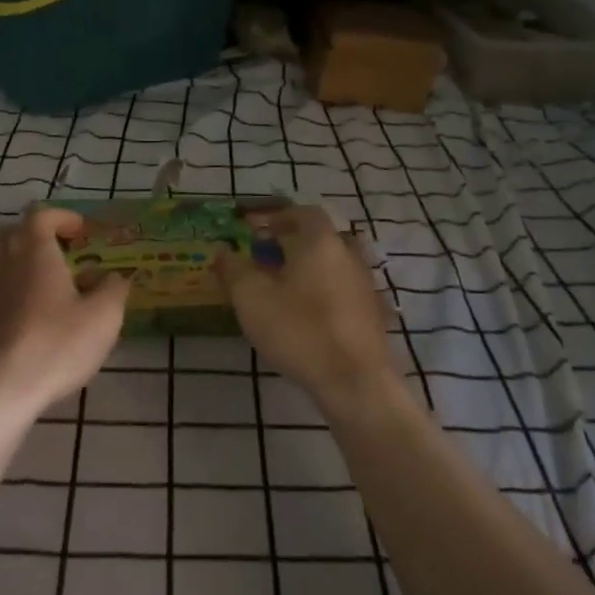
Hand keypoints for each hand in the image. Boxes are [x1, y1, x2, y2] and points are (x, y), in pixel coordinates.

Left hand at [0, 205, 129, 418]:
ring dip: (8, 280)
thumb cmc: (56, 347)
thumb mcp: (104, 318)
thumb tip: (114, 277)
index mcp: (35, 258)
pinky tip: (7, 339)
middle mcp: (1, 270)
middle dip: (21, 237)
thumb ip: (113, 290)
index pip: (39, 216)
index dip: (60, 217)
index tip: (78, 232)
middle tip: (45, 257)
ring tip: (31, 307)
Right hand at [214, 205, 397, 410]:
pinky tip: (307, 316)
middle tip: (265, 260)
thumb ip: (234, 269)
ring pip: (332, 265)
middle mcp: (348, 255)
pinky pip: (343, 291)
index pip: (303, 213)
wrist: (354, 380)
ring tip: (282, 290)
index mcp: (321, 242)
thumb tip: (222, 250)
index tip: (257, 231)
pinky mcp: (372, 313)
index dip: (278, 217)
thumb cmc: (298, 329)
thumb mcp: (252, 298)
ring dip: (308, 270)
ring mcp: (365, 285)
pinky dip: (323, 293)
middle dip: (292, 245)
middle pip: (320, 239)